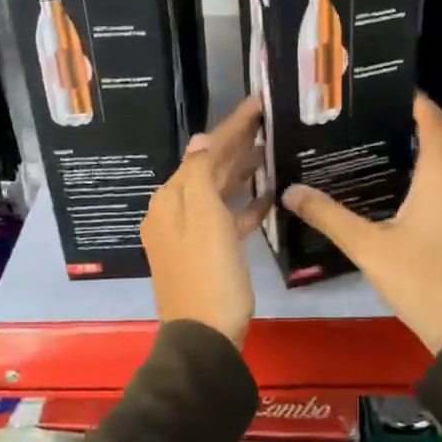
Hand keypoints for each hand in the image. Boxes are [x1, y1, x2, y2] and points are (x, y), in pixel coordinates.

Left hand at [141, 96, 270, 347]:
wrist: (206, 339)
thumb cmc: (209, 273)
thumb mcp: (205, 218)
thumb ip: (202, 174)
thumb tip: (202, 140)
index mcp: (170, 201)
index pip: (203, 152)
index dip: (231, 127)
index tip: (257, 103)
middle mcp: (174, 213)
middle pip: (209, 170)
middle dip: (236, 145)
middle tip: (267, 121)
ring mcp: (190, 235)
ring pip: (218, 193)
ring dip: (242, 172)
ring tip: (270, 152)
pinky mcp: (208, 254)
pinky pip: (226, 220)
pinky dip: (244, 206)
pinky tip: (269, 197)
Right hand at [282, 94, 441, 354]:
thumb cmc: (422, 278)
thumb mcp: (369, 247)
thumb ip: (329, 216)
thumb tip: (290, 192)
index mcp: (441, 175)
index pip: (430, 120)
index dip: (411, 100)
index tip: (380, 87)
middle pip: (438, 138)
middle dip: (408, 121)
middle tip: (366, 113)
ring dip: (417, 147)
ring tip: (375, 140)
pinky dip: (425, 171)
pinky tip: (395, 183)